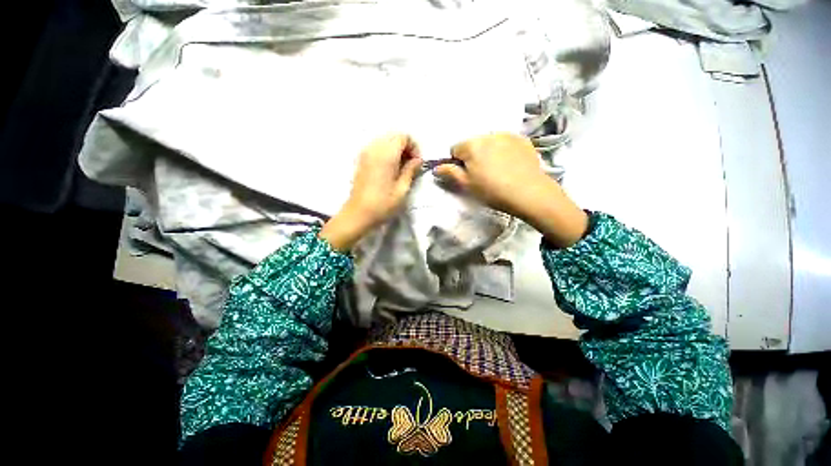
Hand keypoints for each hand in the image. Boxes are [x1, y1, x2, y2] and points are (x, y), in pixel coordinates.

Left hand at [320, 134, 421, 250]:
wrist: (358, 214)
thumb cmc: (383, 204)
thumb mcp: (402, 189)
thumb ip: (411, 170)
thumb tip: (418, 160)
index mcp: (386, 154)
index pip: (403, 136)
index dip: (414, 147)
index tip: (417, 163)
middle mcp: (374, 148)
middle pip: (394, 136)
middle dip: (406, 147)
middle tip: (411, 165)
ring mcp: (365, 153)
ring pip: (385, 141)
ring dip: (396, 150)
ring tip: (401, 168)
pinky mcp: (360, 160)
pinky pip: (377, 148)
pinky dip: (386, 153)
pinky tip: (389, 170)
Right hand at [435, 133, 587, 247]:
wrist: (529, 192)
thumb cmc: (492, 190)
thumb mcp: (466, 184)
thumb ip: (450, 173)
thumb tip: (436, 167)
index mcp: (471, 145)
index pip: (455, 149)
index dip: (457, 163)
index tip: (466, 175)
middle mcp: (488, 134)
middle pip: (472, 144)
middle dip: (473, 156)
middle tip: (481, 174)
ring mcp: (507, 135)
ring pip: (489, 143)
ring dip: (488, 153)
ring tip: (497, 170)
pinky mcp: (522, 140)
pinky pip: (505, 143)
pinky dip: (503, 151)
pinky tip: (510, 165)